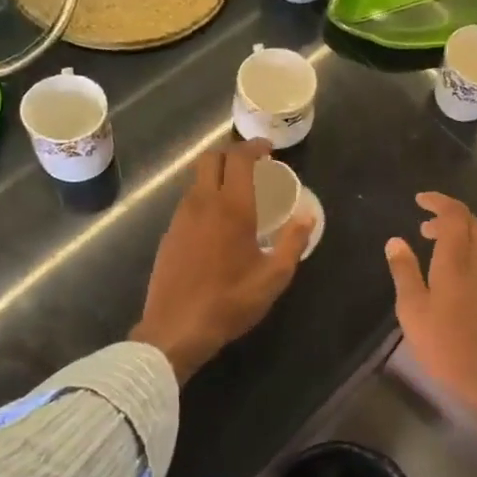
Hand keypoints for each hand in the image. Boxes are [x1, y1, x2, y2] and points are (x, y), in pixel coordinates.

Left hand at [131, 141, 314, 382]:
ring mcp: (180, 218)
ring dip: (217, 177)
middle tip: (253, 167)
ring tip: (239, 196)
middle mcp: (202, 203)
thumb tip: (307, 215)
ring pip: (197, 180)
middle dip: (232, 154)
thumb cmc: (230, 302)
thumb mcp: (273, 277)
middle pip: (210, 159)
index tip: (268, 151)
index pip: (238, 158)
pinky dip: (205, 198)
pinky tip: (218, 224)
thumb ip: (293, 242)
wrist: (176, 329)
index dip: (254, 147)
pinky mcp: (169, 235)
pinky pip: (189, 203)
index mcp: (231, 208)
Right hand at [384, 193, 476, 422]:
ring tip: (441, 245)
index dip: (438, 202)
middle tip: (423, 228)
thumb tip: (395, 240)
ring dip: (463, 231)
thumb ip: (404, 271)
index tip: (419, 201)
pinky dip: (476, 247)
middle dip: (447, 215)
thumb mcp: (412, 309)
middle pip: (471, 222)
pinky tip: (464, 268)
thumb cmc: (444, 345)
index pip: (454, 215)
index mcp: (456, 260)